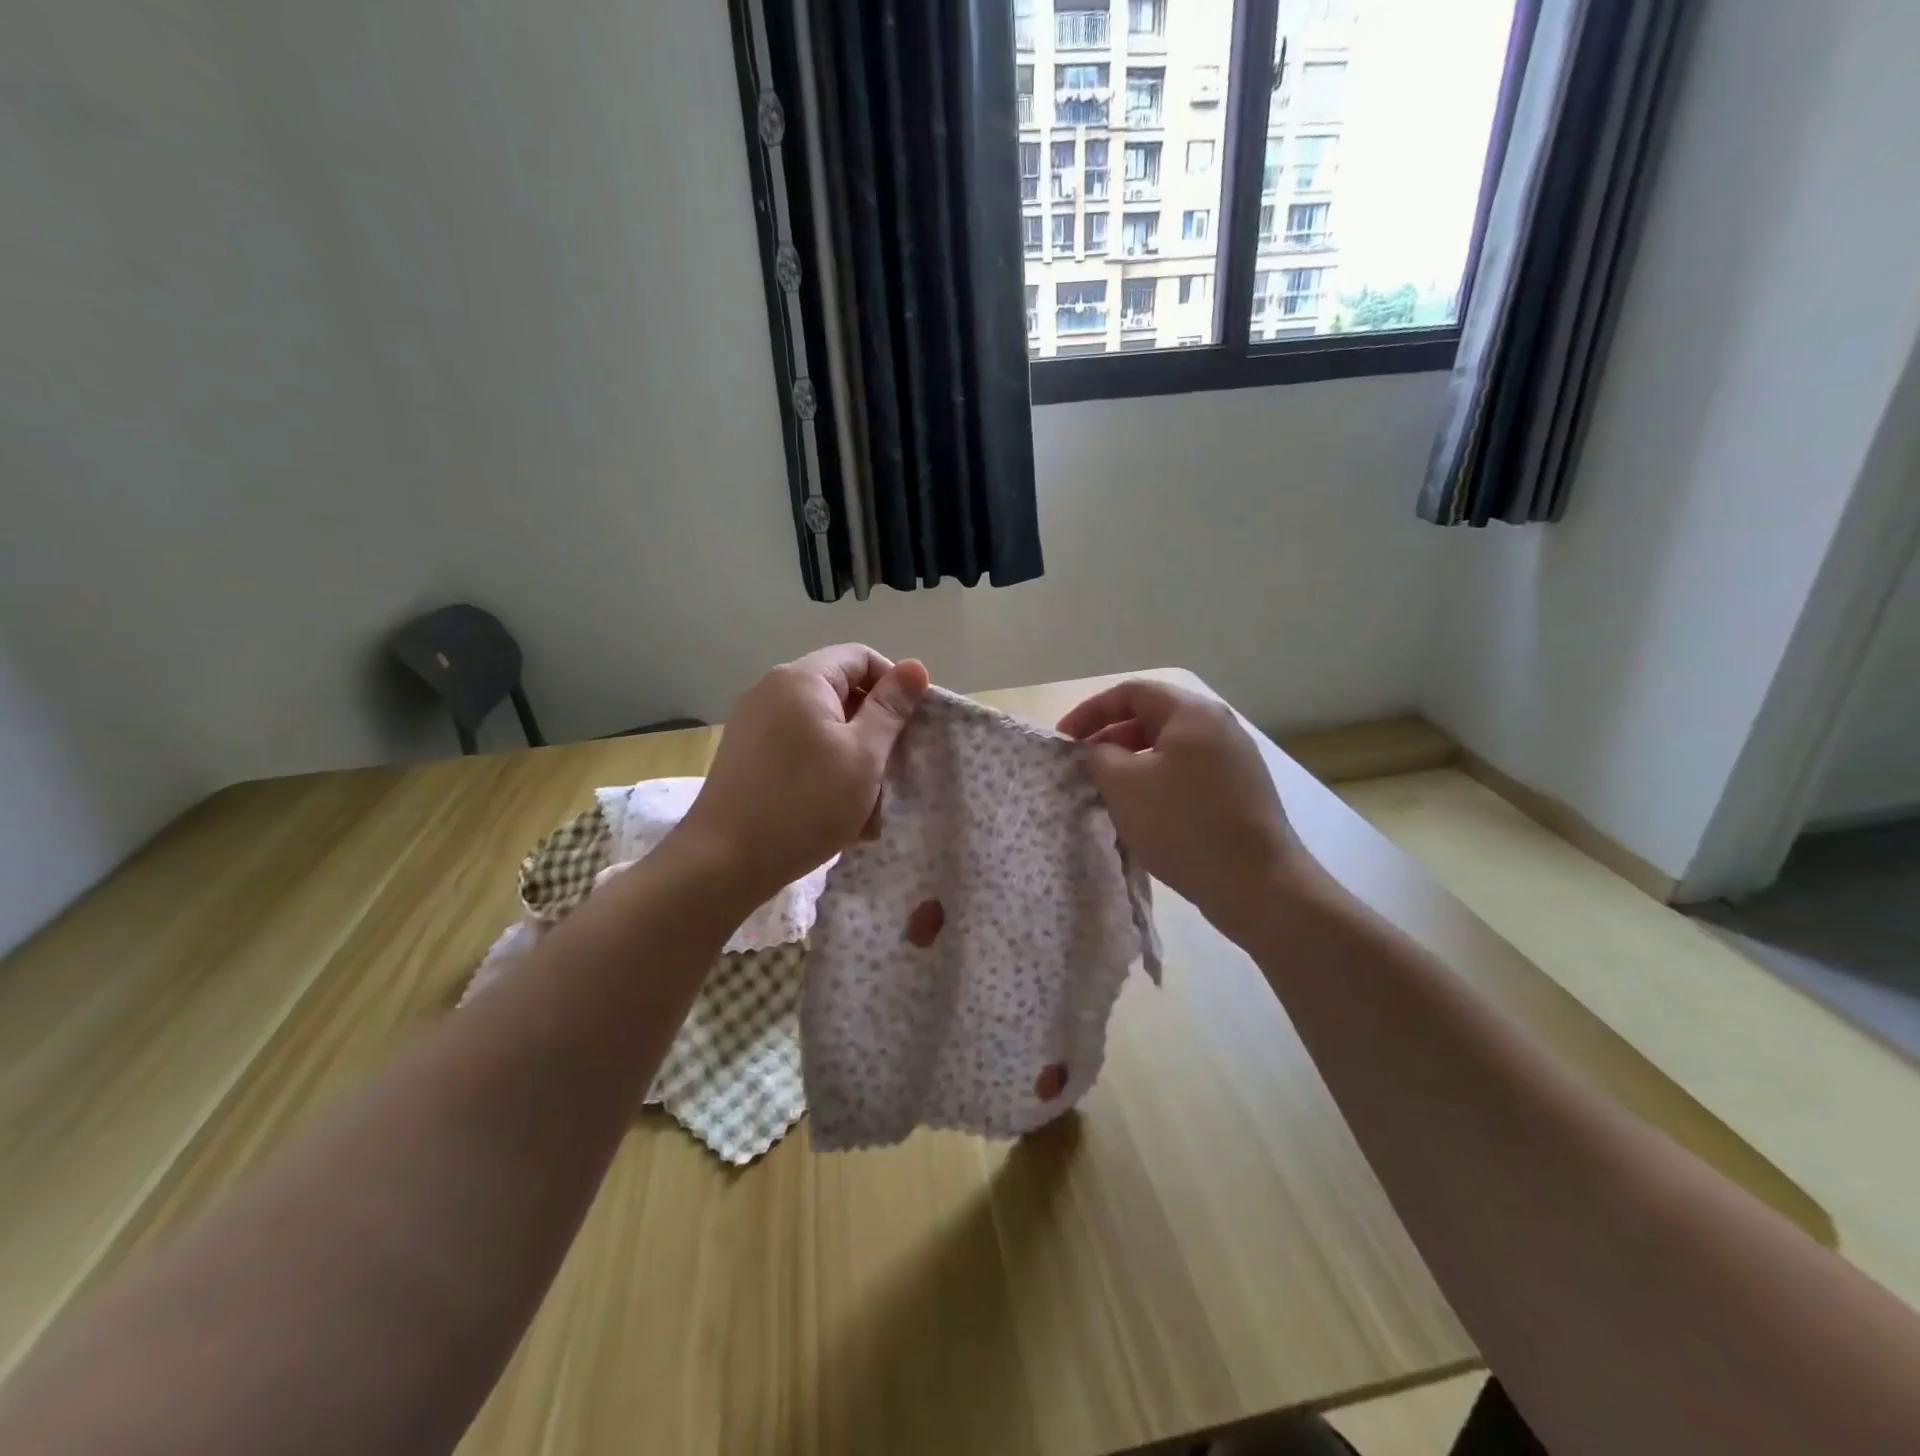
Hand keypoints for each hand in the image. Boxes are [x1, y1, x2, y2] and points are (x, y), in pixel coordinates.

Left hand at [679, 644, 930, 902]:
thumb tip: (915, 666)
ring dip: (852, 759)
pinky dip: (824, 773)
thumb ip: (890, 709)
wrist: (723, 863)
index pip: (861, 658)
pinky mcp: (747, 757)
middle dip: (874, 730)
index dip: (893, 686)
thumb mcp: (863, 756)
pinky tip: (836, 815)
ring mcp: (754, 725)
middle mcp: (772, 691)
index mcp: (801, 679)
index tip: (911, 728)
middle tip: (893, 773)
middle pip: (841, 693)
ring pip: (822, 728)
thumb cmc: (805, 803)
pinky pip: (799, 751)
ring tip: (867, 807)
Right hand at [1058, 680, 1307, 942]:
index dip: (1090, 711)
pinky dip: (1158, 783)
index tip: (1064, 740)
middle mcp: (1218, 726)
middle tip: (1083, 768)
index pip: (1131, 692)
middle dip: (1110, 739)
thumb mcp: (1124, 785)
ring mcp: (1234, 760)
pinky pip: (1187, 773)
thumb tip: (1098, 751)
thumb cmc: (1183, 824)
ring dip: (1132, 764)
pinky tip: (1143, 813)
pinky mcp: (1240, 791)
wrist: (1257, 883)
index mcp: (1192, 713)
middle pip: (1152, 718)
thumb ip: (1099, 756)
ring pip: (1169, 749)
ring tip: (1107, 792)